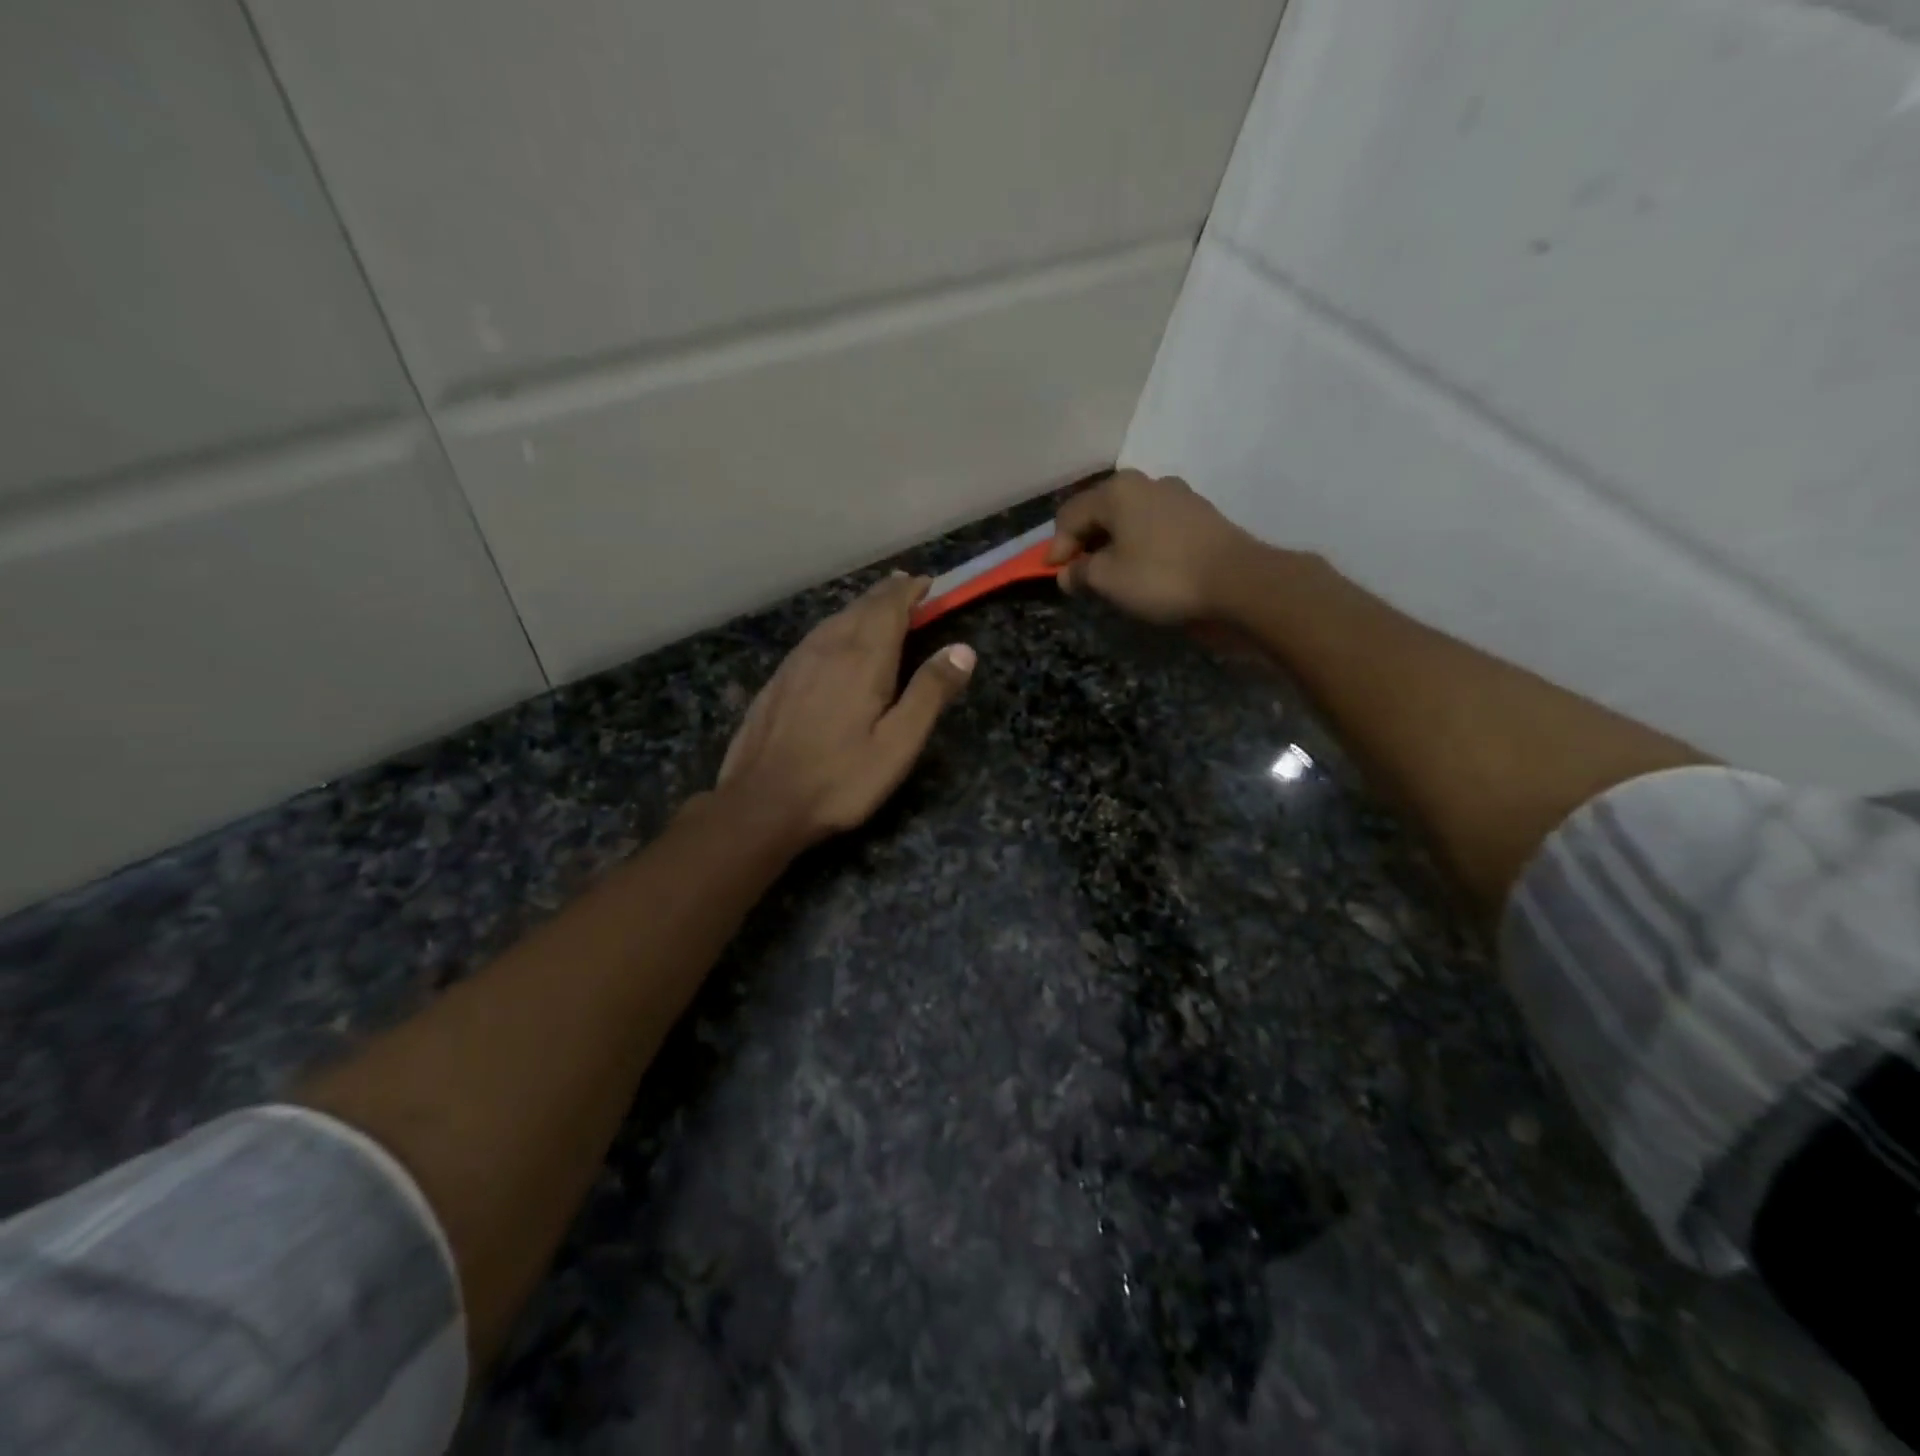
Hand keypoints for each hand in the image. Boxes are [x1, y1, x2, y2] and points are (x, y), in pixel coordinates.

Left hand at [717, 573, 975, 844]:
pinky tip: (836, 644)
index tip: (928, 583)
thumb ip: (930, 693)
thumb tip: (963, 649)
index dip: (910, 590)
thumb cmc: (840, 779)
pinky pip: (815, 638)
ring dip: (861, 609)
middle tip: (908, 589)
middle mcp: (828, 647)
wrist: (760, 803)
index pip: (890, 606)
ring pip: (835, 619)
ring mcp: (797, 662)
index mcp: (862, 658)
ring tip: (879, 608)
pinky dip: (837, 628)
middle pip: (861, 606)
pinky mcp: (778, 680)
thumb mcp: (898, 744)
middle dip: (887, 595)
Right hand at [1047, 471, 1254, 624]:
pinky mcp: (1200, 515)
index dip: (1057, 547)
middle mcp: (1146, 483)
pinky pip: (1155, 527)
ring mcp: (1178, 496)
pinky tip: (1144, 569)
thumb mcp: (1108, 579)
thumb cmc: (1162, 576)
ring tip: (1112, 575)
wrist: (1237, 581)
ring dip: (1114, 544)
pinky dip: (1141, 544)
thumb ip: (1081, 572)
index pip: (1070, 515)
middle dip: (1085, 543)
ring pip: (1130, 518)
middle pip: (1101, 511)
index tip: (1055, 576)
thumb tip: (1069, 573)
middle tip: (1080, 575)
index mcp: (1117, 491)